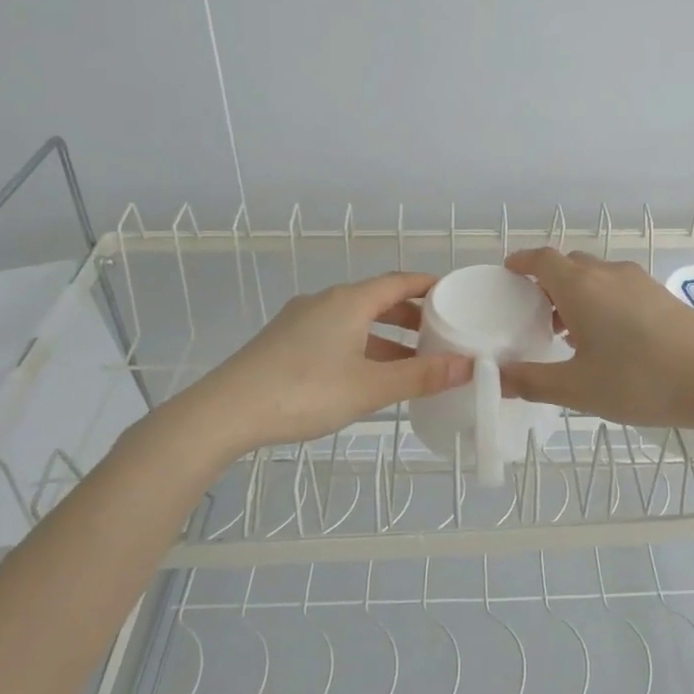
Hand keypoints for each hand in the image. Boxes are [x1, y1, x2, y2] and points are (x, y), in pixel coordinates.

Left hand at [153, 272, 472, 457]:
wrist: (225, 412)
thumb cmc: (305, 391)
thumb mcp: (371, 387)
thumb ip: (421, 376)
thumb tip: (468, 365)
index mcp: (349, 301)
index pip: (400, 281)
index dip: (429, 286)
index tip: (454, 295)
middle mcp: (325, 301)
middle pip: (377, 299)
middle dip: (411, 315)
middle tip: (440, 333)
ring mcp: (300, 320)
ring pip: (355, 319)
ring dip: (385, 335)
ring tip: (411, 360)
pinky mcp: (284, 341)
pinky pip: (335, 333)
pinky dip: (361, 345)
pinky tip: (366, 374)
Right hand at [498, 249, 693, 429]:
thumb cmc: (640, 381)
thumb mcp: (578, 389)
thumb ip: (532, 382)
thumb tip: (497, 377)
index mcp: (581, 286)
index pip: (542, 259)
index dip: (522, 262)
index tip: (508, 272)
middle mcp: (609, 274)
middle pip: (569, 265)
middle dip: (547, 283)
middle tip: (534, 314)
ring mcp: (640, 281)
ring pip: (596, 276)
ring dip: (576, 294)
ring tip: (567, 332)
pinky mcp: (662, 295)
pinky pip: (619, 287)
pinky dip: (601, 301)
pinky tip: (607, 339)